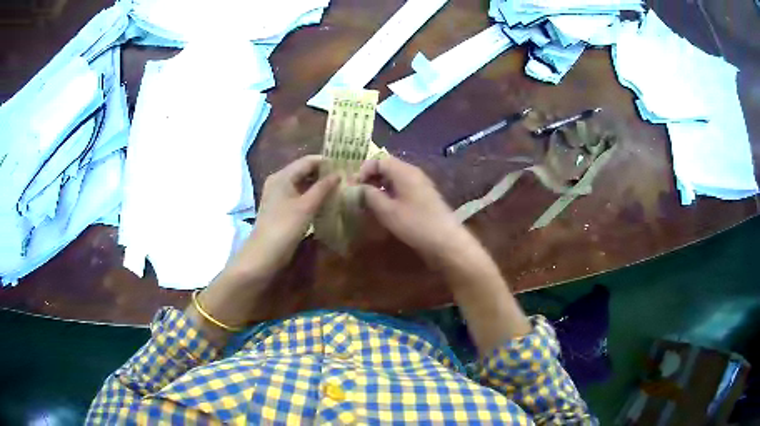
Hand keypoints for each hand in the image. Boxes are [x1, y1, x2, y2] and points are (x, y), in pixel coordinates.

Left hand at [231, 155, 338, 279]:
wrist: (263, 255)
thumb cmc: (284, 227)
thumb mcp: (306, 206)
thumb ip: (323, 188)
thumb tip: (339, 173)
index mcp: (282, 176)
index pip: (308, 161)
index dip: (327, 161)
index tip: (347, 166)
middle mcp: (279, 182)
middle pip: (305, 171)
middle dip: (324, 174)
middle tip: (346, 179)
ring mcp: (279, 196)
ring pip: (303, 184)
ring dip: (320, 186)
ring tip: (340, 189)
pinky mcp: (281, 209)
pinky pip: (299, 196)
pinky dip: (312, 197)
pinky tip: (326, 203)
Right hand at [358, 156, 475, 265]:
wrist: (446, 240)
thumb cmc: (415, 224)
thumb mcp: (387, 211)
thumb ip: (370, 196)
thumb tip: (359, 187)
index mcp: (404, 171)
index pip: (379, 160)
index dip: (364, 170)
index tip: (354, 186)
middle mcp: (413, 173)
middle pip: (387, 167)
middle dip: (371, 178)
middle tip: (359, 194)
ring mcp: (420, 184)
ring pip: (394, 178)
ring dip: (380, 187)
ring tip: (368, 203)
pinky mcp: (423, 196)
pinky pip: (402, 188)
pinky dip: (390, 194)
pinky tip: (385, 208)